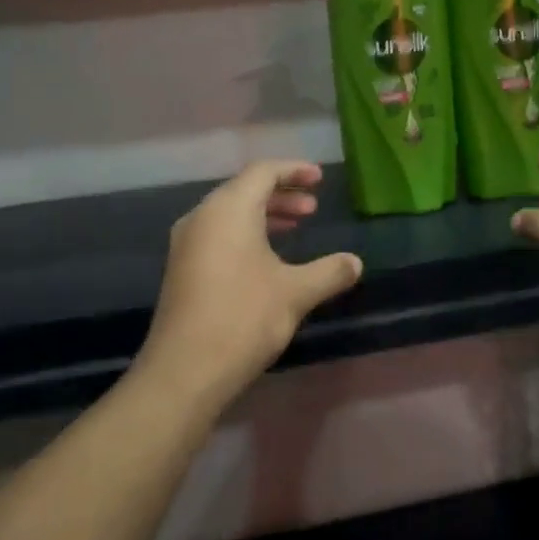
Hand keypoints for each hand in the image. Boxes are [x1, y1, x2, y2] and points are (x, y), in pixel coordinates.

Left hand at [137, 161, 363, 417]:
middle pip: (244, 190)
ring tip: (295, 229)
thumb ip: (329, 272)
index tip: (320, 179)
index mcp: (228, 209)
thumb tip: (356, 262)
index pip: (263, 172)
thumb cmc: (244, 318)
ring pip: (230, 214)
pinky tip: (267, 260)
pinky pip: (218, 235)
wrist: (186, 369)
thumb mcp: (295, 293)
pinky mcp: (182, 269)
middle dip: (281, 195)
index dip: (294, 170)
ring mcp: (187, 244)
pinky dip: (246, 235)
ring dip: (264, 216)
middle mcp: (202, 217)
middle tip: (312, 209)